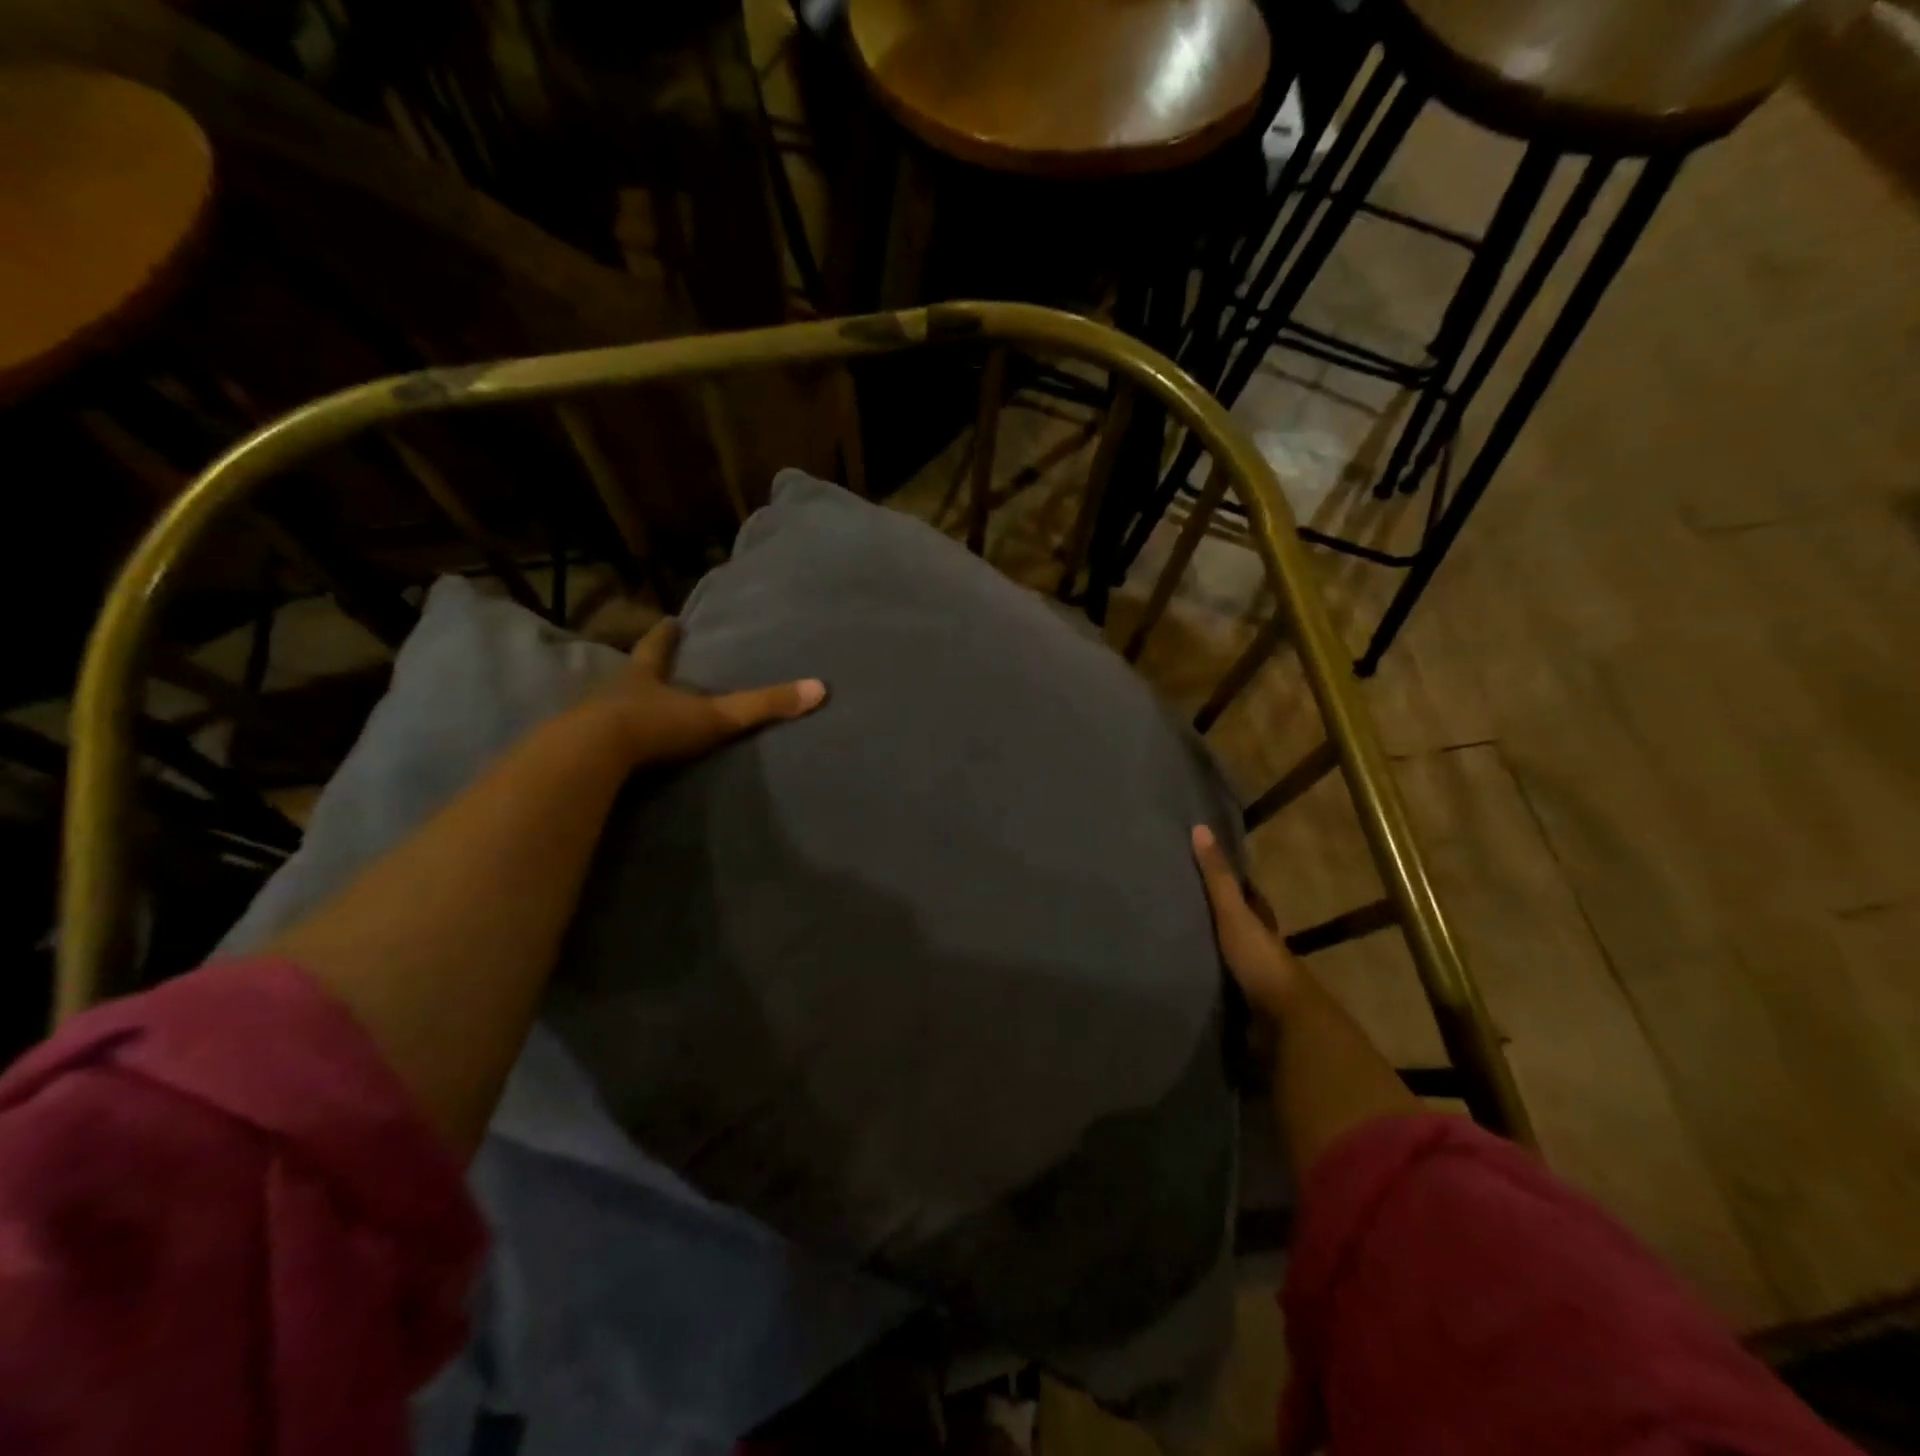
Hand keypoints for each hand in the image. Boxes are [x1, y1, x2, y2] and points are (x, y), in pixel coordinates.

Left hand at [599, 617, 827, 766]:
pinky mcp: (578, 752)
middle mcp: (615, 691)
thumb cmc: (655, 725)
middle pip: (630, 673)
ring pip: (607, 706)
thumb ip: (764, 706)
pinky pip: (595, 743)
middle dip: (642, 670)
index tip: (670, 620)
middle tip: (651, 667)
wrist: (593, 756)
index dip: (666, 635)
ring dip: (621, 707)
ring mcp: (590, 720)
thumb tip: (819, 689)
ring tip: (633, 710)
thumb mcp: (717, 716)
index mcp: (644, 675)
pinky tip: (613, 755)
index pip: (657, 647)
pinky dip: (606, 743)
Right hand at [1191, 824, 1302, 1017]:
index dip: (1236, 886)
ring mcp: (1255, 983)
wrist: (1283, 1024)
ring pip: (1232, 961)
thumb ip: (1217, 878)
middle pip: (1242, 930)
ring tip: (1175, 946)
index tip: (1208, 872)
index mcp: (1263, 926)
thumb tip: (1200, 828)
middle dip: (1221, 922)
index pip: (1251, 898)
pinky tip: (1184, 982)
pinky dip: (1207, 984)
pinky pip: (1222, 990)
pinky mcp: (1244, 1010)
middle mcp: (1262, 951)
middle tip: (1184, 909)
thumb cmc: (1260, 961)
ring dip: (1212, 955)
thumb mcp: (1234, 914)